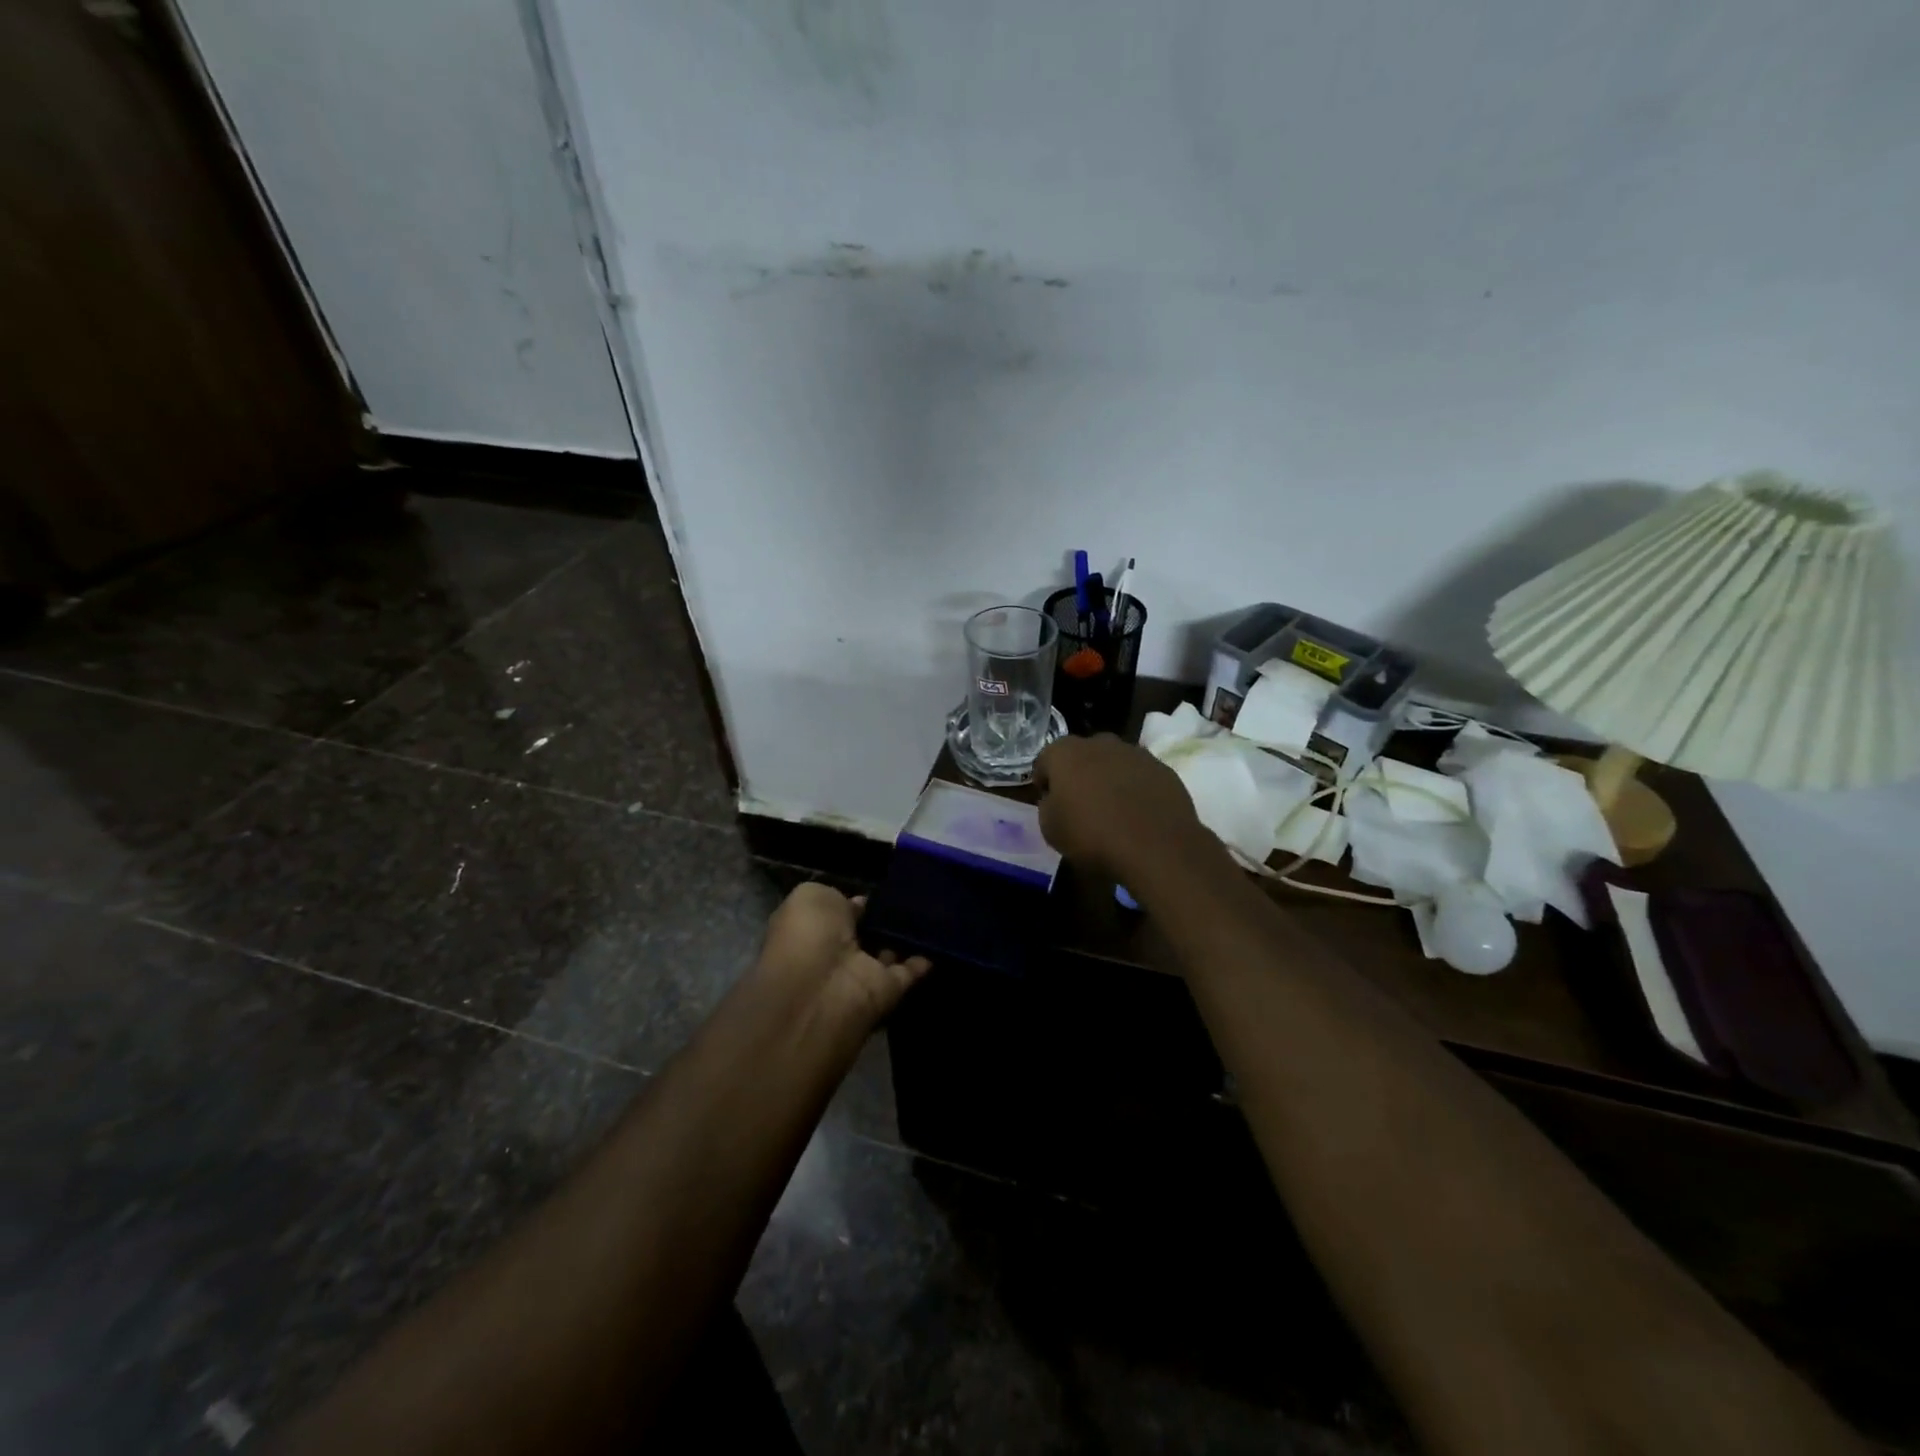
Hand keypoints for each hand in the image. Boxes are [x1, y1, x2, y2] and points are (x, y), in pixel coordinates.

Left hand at [757, 882, 929, 1028]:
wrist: (820, 988)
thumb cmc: (807, 935)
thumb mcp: (811, 897)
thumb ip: (836, 897)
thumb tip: (858, 905)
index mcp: (810, 931)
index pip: (836, 913)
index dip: (855, 903)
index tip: (880, 891)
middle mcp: (834, 954)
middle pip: (864, 934)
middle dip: (883, 919)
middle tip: (911, 897)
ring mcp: (861, 974)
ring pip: (887, 953)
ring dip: (905, 937)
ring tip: (931, 911)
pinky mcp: (886, 991)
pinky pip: (909, 972)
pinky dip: (924, 959)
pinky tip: (939, 937)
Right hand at [1032, 733, 1212, 883]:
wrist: (1156, 849)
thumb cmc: (1092, 837)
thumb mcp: (1050, 829)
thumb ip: (1048, 805)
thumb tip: (1057, 799)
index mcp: (1066, 753)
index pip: (1045, 761)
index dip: (1045, 783)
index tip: (1049, 804)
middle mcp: (1100, 743)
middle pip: (1082, 755)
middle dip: (1079, 775)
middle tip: (1080, 805)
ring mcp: (1136, 753)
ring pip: (1114, 762)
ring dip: (1109, 779)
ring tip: (1113, 811)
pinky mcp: (1164, 770)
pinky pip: (1141, 776)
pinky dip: (1136, 789)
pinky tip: (1138, 816)